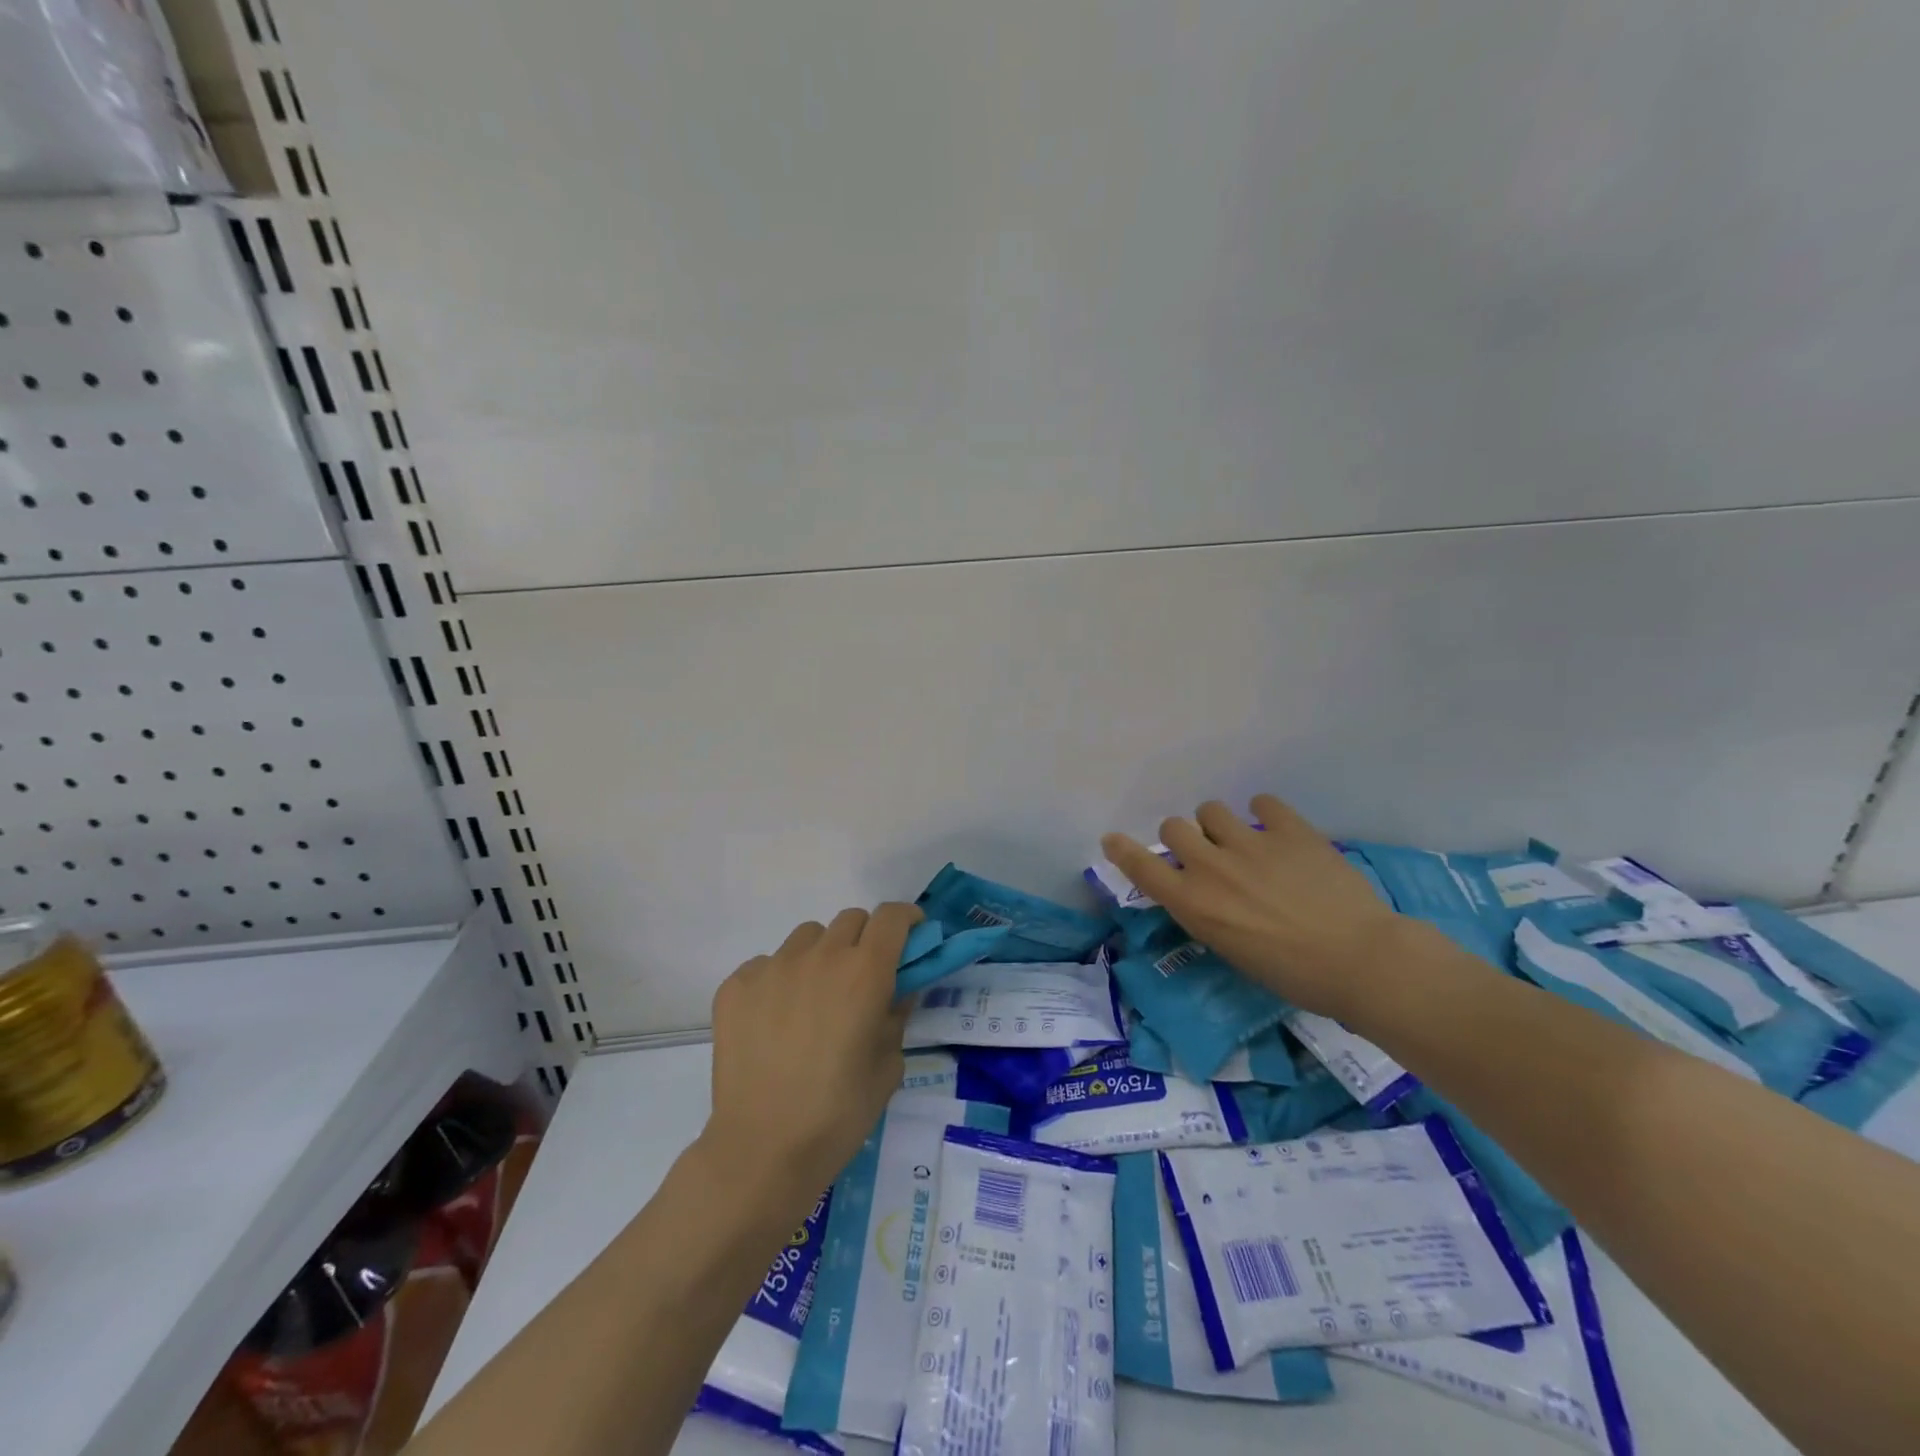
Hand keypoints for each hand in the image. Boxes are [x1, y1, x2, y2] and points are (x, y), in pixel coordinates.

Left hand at [703, 904, 918, 1202]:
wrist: (762, 1150)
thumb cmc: (838, 1114)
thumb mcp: (888, 1067)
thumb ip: (896, 1017)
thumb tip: (894, 993)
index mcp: (864, 972)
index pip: (892, 916)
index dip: (907, 920)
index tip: (911, 936)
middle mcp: (820, 956)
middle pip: (850, 920)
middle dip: (864, 939)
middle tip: (862, 979)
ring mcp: (773, 967)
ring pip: (807, 938)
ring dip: (821, 955)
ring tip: (813, 1000)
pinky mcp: (736, 985)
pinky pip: (767, 964)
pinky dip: (779, 981)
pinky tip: (774, 1022)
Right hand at [1102, 794, 1404, 1019]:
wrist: (1361, 962)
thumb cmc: (1294, 975)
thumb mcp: (1232, 951)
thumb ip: (1208, 913)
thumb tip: (1204, 892)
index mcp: (1194, 904)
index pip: (1142, 867)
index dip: (1123, 850)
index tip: (1113, 839)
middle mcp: (1211, 867)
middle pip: (1174, 827)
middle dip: (1185, 839)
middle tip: (1208, 855)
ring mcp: (1249, 843)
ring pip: (1212, 809)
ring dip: (1220, 825)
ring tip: (1244, 841)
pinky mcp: (1289, 829)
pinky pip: (1262, 802)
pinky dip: (1266, 814)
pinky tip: (1279, 832)